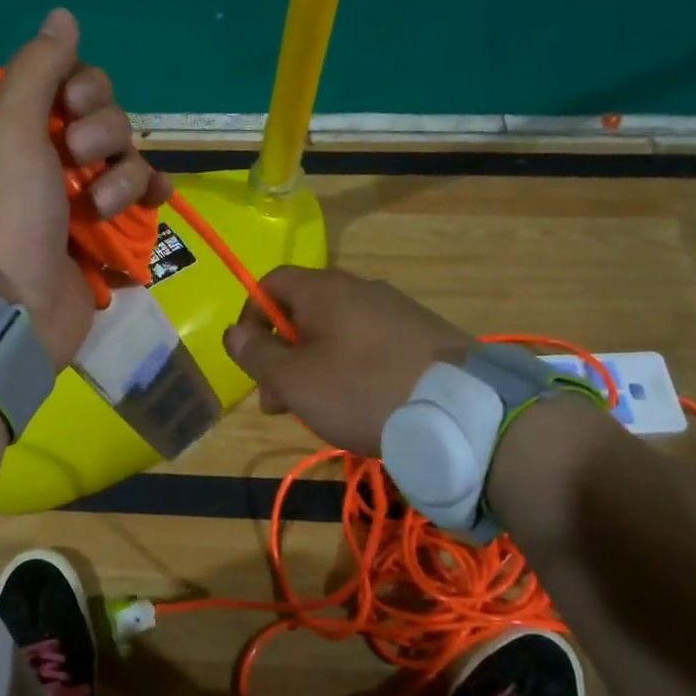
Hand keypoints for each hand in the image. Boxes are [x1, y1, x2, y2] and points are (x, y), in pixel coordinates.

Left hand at [0, 9, 168, 369]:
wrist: (17, 308)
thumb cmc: (8, 214)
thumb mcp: (10, 130)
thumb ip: (37, 68)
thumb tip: (63, 14)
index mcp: (16, 130)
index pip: (67, 82)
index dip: (83, 87)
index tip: (74, 105)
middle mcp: (47, 157)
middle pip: (103, 116)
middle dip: (102, 133)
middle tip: (80, 160)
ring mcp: (77, 197)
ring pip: (126, 157)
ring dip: (121, 176)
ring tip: (100, 209)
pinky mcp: (104, 232)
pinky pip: (142, 197)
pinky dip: (150, 196)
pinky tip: (159, 201)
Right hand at [221, 267, 473, 455]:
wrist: (461, 412)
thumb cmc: (361, 391)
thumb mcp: (294, 380)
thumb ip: (257, 354)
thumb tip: (234, 333)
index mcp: (324, 290)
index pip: (270, 283)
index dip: (251, 317)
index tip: (251, 360)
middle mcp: (360, 288)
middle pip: (304, 311)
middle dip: (283, 354)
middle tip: (279, 403)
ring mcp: (396, 309)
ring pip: (337, 331)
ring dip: (315, 366)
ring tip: (319, 411)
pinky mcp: (423, 334)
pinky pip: (370, 343)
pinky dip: (352, 368)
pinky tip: (361, 405)